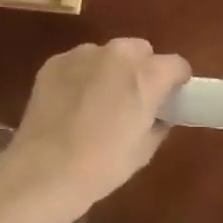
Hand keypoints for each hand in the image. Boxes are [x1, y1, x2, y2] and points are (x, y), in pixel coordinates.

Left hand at [2, 39, 190, 220]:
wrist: (44, 171)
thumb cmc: (103, 165)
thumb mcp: (144, 150)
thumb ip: (159, 122)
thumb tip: (158, 114)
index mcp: (148, 74)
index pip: (177, 64)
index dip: (176, 81)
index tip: (169, 99)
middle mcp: (118, 54)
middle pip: (141, 50)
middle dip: (142, 69)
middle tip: (131, 100)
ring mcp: (84, 54)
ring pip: (108, 54)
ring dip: (109, 70)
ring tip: (96, 103)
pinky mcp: (55, 61)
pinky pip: (79, 63)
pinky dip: (81, 76)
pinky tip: (70, 104)